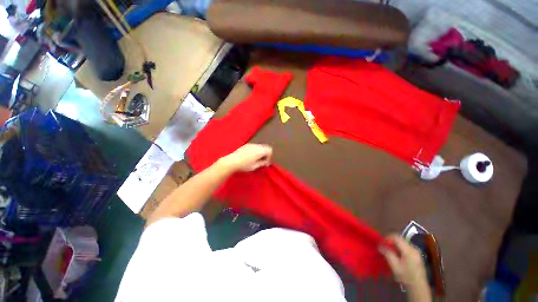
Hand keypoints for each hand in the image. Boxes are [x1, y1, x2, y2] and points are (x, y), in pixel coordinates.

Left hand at [219, 144, 272, 171]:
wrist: (232, 161)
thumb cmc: (244, 165)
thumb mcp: (255, 166)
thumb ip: (262, 163)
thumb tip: (266, 163)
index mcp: (260, 151)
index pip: (270, 150)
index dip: (269, 157)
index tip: (265, 163)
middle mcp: (256, 146)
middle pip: (265, 147)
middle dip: (265, 154)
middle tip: (262, 161)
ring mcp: (251, 144)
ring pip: (259, 146)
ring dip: (260, 152)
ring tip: (256, 159)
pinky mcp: (246, 145)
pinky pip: (254, 146)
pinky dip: (255, 150)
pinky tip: (250, 156)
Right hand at [380, 235, 430, 301]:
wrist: (419, 287)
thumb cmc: (406, 276)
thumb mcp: (395, 266)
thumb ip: (388, 254)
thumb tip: (380, 246)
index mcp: (408, 250)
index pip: (397, 237)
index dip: (388, 238)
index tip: (382, 242)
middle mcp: (414, 248)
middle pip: (401, 239)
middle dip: (391, 241)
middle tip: (385, 246)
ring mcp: (417, 252)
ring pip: (404, 243)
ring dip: (395, 245)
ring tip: (390, 251)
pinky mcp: (417, 256)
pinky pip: (407, 248)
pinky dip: (400, 248)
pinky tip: (397, 255)